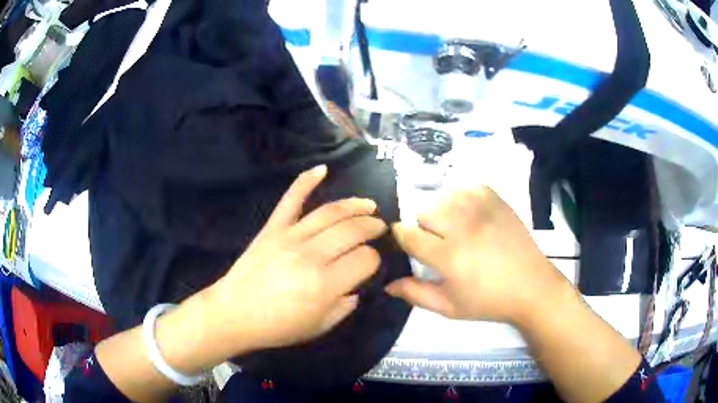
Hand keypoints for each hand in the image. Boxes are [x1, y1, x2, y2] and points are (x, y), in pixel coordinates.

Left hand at [207, 165, 386, 351]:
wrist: (234, 314)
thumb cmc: (277, 326)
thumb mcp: (319, 327)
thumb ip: (344, 307)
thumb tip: (354, 287)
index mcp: (326, 284)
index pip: (365, 259)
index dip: (374, 259)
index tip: (371, 263)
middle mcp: (312, 255)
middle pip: (353, 230)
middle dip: (372, 227)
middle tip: (380, 227)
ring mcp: (290, 237)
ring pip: (330, 212)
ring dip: (354, 205)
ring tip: (369, 205)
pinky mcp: (273, 228)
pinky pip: (291, 199)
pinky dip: (306, 181)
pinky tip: (321, 169)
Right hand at [386, 186, 572, 324]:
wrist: (531, 286)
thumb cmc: (488, 301)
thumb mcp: (449, 307)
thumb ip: (415, 294)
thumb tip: (387, 284)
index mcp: (448, 256)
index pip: (408, 234)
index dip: (402, 236)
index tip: (407, 242)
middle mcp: (462, 227)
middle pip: (423, 210)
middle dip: (422, 225)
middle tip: (436, 241)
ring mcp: (481, 209)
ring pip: (443, 196)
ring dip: (441, 211)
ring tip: (453, 227)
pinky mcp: (496, 199)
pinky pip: (466, 187)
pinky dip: (461, 198)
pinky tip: (469, 215)